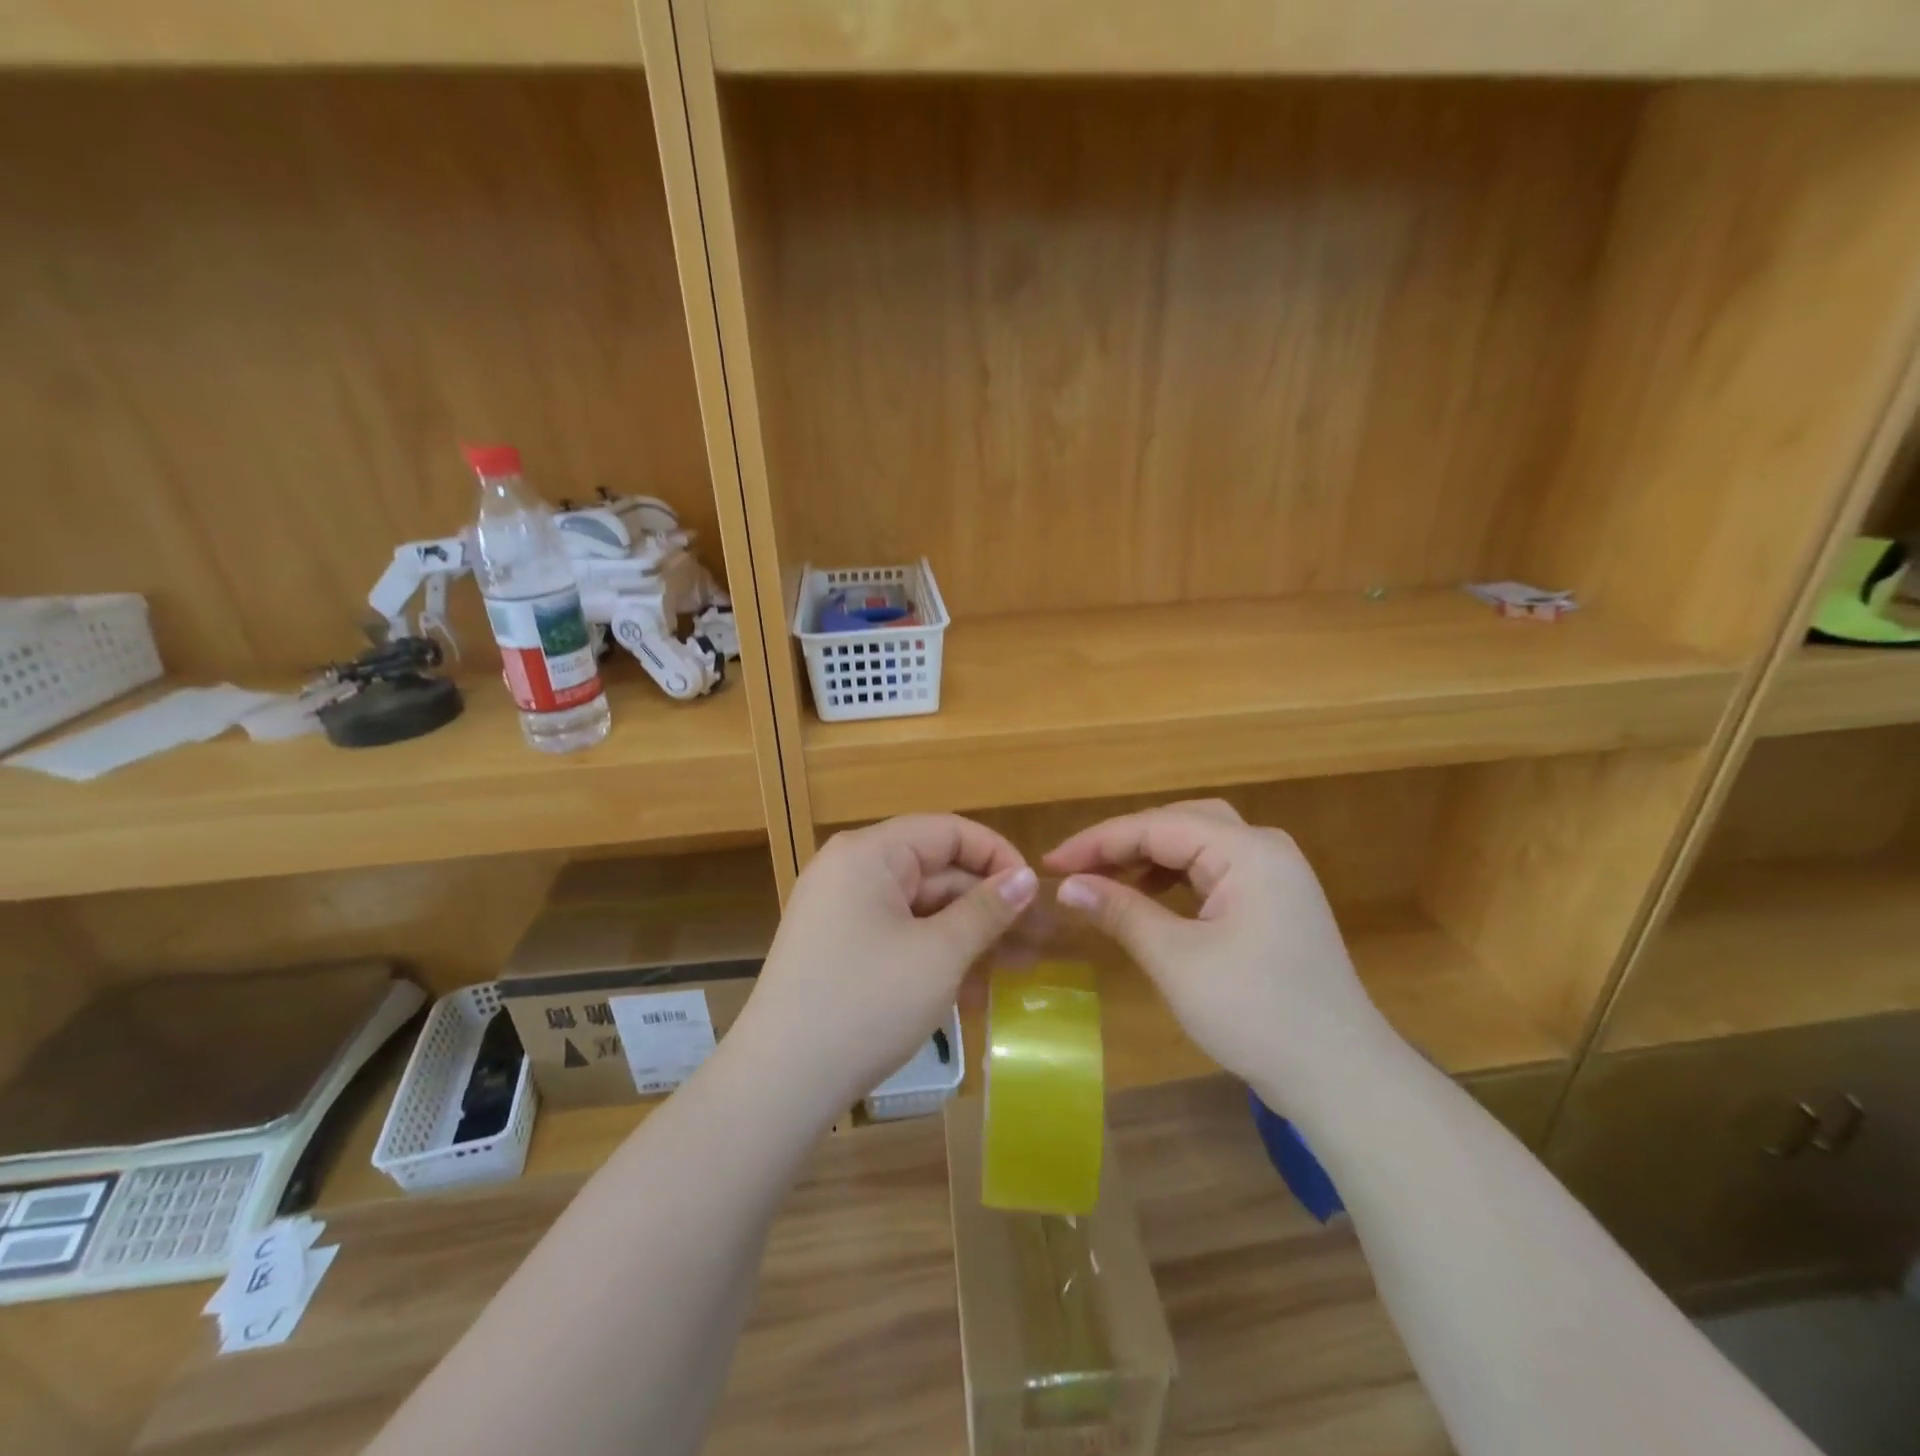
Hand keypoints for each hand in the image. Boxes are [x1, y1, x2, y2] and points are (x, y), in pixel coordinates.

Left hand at [734, 815, 1037, 1116]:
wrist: (779, 1083)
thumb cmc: (865, 1006)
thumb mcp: (938, 955)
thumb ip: (987, 910)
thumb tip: (1027, 877)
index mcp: (869, 854)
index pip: (948, 832)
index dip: (997, 857)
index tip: (1036, 896)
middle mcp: (851, 870)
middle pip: (936, 871)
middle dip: (988, 907)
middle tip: (1037, 943)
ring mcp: (841, 910)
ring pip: (921, 908)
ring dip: (967, 936)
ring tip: (1015, 972)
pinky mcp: (839, 947)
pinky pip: (898, 935)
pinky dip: (935, 955)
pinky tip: (972, 992)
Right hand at [1044, 800, 1394, 1106]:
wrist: (1341, 1077)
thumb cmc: (1256, 1014)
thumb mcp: (1177, 960)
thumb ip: (1121, 911)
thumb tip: (1067, 886)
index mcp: (1248, 851)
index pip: (1157, 826)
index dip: (1098, 842)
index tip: (1050, 863)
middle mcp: (1265, 850)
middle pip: (1181, 822)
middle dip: (1125, 841)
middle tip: (1077, 867)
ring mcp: (1276, 876)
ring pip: (1199, 844)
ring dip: (1149, 856)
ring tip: (1106, 879)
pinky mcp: (1275, 903)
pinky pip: (1215, 871)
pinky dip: (1176, 877)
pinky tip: (1150, 897)